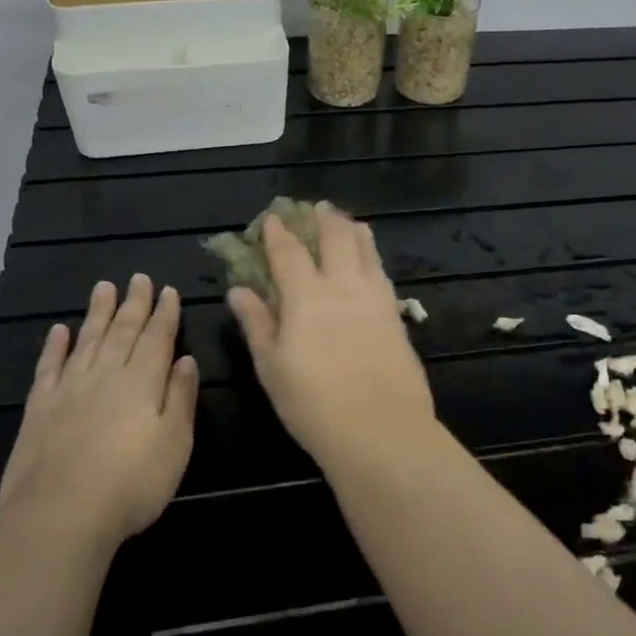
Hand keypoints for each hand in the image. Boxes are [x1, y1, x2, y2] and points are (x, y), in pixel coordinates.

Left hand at [0, 274, 197, 547]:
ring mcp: (69, 389)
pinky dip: (54, 346)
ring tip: (103, 287)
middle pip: (123, 331)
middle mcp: (106, 375)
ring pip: (87, 340)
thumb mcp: (175, 444)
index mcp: (143, 382)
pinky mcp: (39, 408)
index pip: (157, 338)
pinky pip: (48, 367)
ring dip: (97, 313)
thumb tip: (186, 360)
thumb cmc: (132, 484)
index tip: (168, 290)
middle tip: (138, 277)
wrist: (61, 515)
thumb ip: (181, 398)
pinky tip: (58, 330)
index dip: (164, 313)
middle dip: (134, 303)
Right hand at [227, 206, 439, 468]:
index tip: (272, 218)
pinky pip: (383, 274)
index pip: (288, 254)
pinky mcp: (397, 316)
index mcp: (306, 296)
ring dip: (354, 231)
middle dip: (324, 219)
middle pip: (335, 239)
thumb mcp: (272, 366)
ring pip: (366, 251)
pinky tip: (373, 262)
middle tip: (318, 207)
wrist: (380, 428)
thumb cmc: (313, 403)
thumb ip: (257, 323)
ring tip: (349, 222)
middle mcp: (343, 287)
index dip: (278, 233)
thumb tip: (239, 290)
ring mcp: (375, 299)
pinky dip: (374, 258)